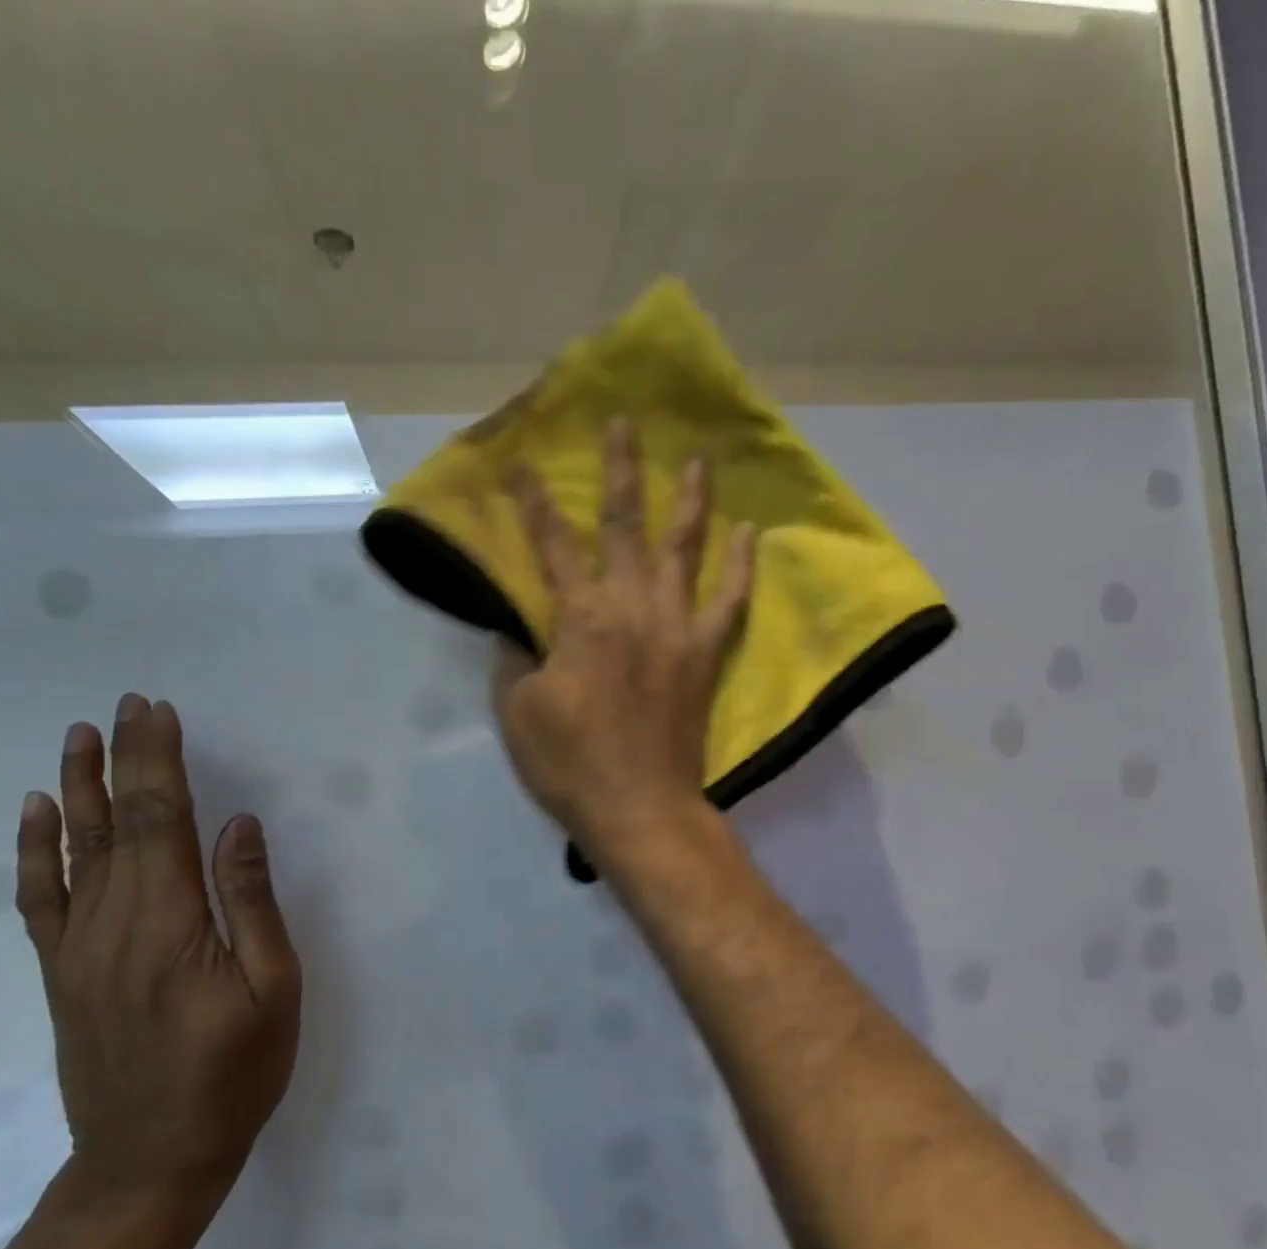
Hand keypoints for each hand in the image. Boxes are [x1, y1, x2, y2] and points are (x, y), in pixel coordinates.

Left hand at [15, 695, 301, 1201]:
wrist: (150, 1160)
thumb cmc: (234, 1072)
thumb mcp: (273, 989)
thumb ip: (251, 903)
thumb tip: (240, 826)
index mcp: (169, 923)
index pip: (160, 821)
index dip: (159, 763)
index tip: (161, 715)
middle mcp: (112, 923)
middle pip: (115, 823)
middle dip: (126, 758)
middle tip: (131, 705)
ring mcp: (77, 948)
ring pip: (71, 850)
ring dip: (77, 786)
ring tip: (81, 735)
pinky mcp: (62, 972)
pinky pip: (40, 898)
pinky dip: (34, 850)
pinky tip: (35, 813)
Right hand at [493, 417, 756, 860]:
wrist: (640, 808)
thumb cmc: (571, 763)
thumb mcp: (518, 710)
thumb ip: (517, 657)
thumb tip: (520, 625)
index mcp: (582, 618)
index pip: (552, 545)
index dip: (535, 503)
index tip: (524, 465)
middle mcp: (633, 607)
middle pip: (625, 525)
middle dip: (620, 470)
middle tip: (624, 423)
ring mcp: (677, 628)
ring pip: (684, 549)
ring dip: (690, 500)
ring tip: (699, 459)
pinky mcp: (705, 655)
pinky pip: (730, 602)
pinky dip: (741, 566)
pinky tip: (750, 533)